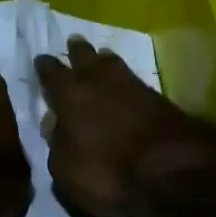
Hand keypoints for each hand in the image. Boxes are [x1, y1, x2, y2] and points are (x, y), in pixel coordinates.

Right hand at [35, 37, 215, 216]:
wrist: (174, 167)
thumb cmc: (110, 173)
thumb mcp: (67, 172)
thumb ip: (57, 145)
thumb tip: (54, 125)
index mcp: (70, 96)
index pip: (52, 73)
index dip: (45, 67)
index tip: (41, 60)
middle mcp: (99, 81)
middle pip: (85, 56)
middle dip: (77, 51)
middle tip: (73, 43)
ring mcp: (132, 84)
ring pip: (112, 62)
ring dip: (103, 59)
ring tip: (100, 57)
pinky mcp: (158, 96)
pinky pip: (133, 78)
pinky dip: (125, 78)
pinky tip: (125, 83)